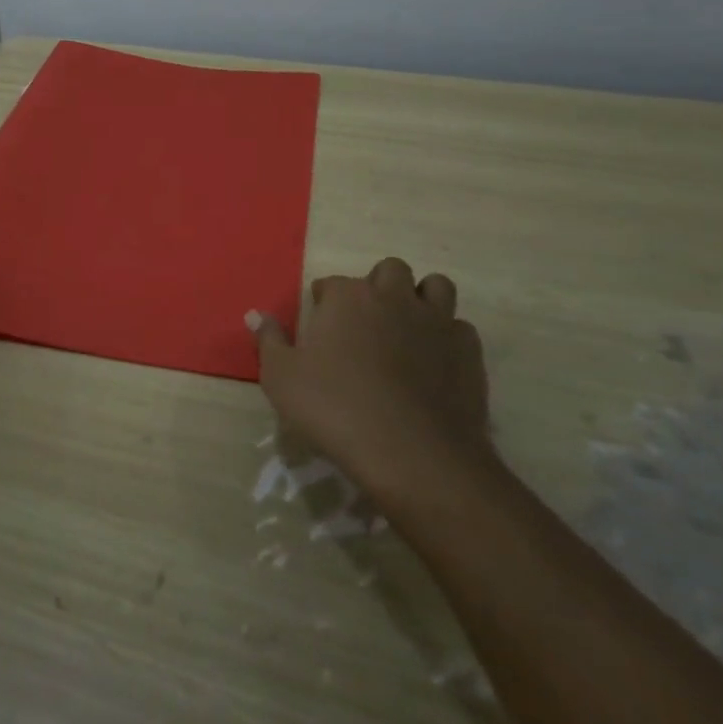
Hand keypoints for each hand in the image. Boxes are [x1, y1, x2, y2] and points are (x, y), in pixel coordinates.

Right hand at [247, 261, 494, 494]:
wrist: (411, 452)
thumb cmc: (335, 409)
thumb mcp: (281, 378)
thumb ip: (269, 340)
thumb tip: (254, 314)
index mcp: (347, 298)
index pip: (332, 284)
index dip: (324, 302)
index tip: (320, 327)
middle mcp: (393, 297)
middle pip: (389, 271)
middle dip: (377, 286)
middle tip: (365, 322)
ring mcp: (436, 321)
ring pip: (435, 286)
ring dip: (420, 298)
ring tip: (407, 328)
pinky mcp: (468, 350)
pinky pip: (459, 327)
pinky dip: (446, 337)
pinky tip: (435, 361)